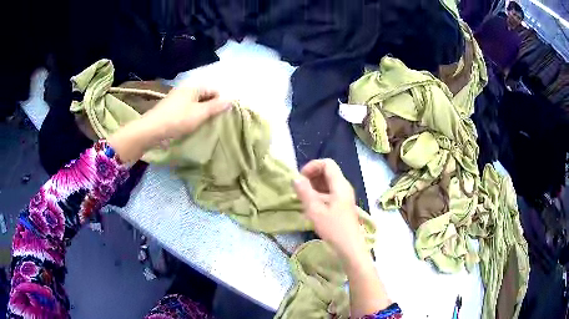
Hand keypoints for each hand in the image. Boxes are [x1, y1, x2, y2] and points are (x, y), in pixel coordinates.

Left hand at [141, 87, 230, 141]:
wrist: (151, 129)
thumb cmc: (178, 120)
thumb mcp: (200, 114)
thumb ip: (215, 107)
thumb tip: (230, 100)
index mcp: (193, 87)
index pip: (213, 90)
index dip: (219, 101)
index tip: (220, 115)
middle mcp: (184, 89)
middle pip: (203, 95)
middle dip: (209, 106)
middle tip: (211, 121)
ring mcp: (175, 98)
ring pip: (194, 103)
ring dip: (199, 112)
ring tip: (201, 124)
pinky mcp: (169, 108)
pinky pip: (185, 108)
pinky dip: (190, 115)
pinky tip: (188, 125)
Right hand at [294, 159, 392, 315]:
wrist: (350, 248)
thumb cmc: (334, 229)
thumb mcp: (315, 211)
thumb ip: (305, 192)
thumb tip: (296, 178)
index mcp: (340, 185)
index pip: (327, 164)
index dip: (312, 166)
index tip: (300, 179)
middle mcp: (344, 187)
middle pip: (328, 172)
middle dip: (312, 177)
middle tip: (300, 189)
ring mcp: (344, 197)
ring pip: (328, 183)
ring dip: (314, 187)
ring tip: (303, 199)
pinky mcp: (343, 206)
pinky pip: (330, 193)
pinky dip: (319, 195)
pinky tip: (311, 207)